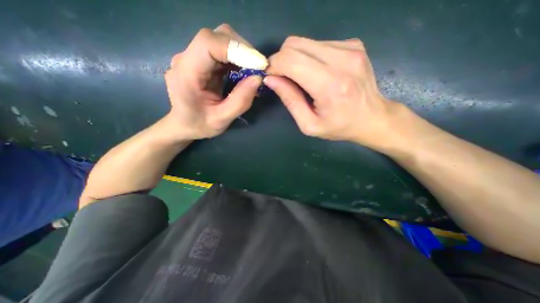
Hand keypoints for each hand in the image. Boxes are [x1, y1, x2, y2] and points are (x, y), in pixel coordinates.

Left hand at [165, 24, 264, 138]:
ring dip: (242, 53)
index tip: (258, 64)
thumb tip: (258, 78)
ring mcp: (193, 57)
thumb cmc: (200, 125)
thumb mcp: (222, 120)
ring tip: (253, 70)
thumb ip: (240, 101)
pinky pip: (222, 50)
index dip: (236, 48)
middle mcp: (186, 59)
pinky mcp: (202, 60)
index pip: (208, 43)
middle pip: (217, 37)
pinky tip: (244, 71)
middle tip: (259, 68)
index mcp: (186, 73)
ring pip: (221, 40)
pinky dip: (237, 58)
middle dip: (242, 50)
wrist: (184, 124)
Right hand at [266, 36, 403, 148]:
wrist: (372, 118)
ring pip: (305, 41)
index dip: (274, 65)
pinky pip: (319, 43)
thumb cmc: (339, 126)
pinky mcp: (354, 44)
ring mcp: (350, 48)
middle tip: (282, 77)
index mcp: (329, 85)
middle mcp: (342, 60)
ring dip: (295, 58)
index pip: (290, 60)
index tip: (270, 76)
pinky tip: (316, 72)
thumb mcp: (309, 124)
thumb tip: (271, 79)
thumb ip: (290, 100)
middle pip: (295, 44)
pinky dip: (310, 56)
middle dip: (281, 59)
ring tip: (300, 77)